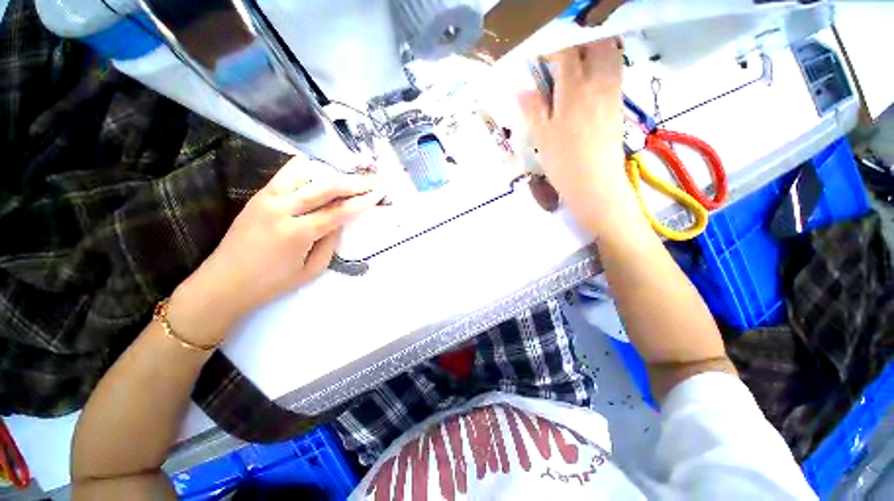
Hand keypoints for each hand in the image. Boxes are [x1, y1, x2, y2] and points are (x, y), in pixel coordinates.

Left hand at [170, 157, 383, 344]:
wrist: (222, 283)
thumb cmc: (271, 284)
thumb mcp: (311, 270)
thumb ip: (330, 243)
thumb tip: (340, 222)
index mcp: (297, 233)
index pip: (338, 211)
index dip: (362, 201)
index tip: (379, 193)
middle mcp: (282, 209)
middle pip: (326, 187)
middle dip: (354, 183)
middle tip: (373, 181)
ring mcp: (267, 198)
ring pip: (307, 174)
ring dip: (333, 175)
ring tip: (351, 178)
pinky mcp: (259, 195)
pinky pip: (287, 174)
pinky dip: (308, 170)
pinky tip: (321, 172)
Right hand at [519, 38, 644, 234]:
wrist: (595, 183)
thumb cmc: (563, 162)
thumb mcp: (541, 137)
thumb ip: (532, 109)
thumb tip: (521, 89)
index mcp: (573, 90)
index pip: (566, 52)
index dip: (552, 50)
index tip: (540, 59)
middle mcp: (597, 84)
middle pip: (596, 44)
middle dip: (578, 44)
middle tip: (562, 60)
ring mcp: (612, 93)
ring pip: (611, 55)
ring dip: (594, 52)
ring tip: (577, 68)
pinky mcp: (619, 106)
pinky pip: (616, 73)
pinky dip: (604, 68)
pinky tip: (589, 85)